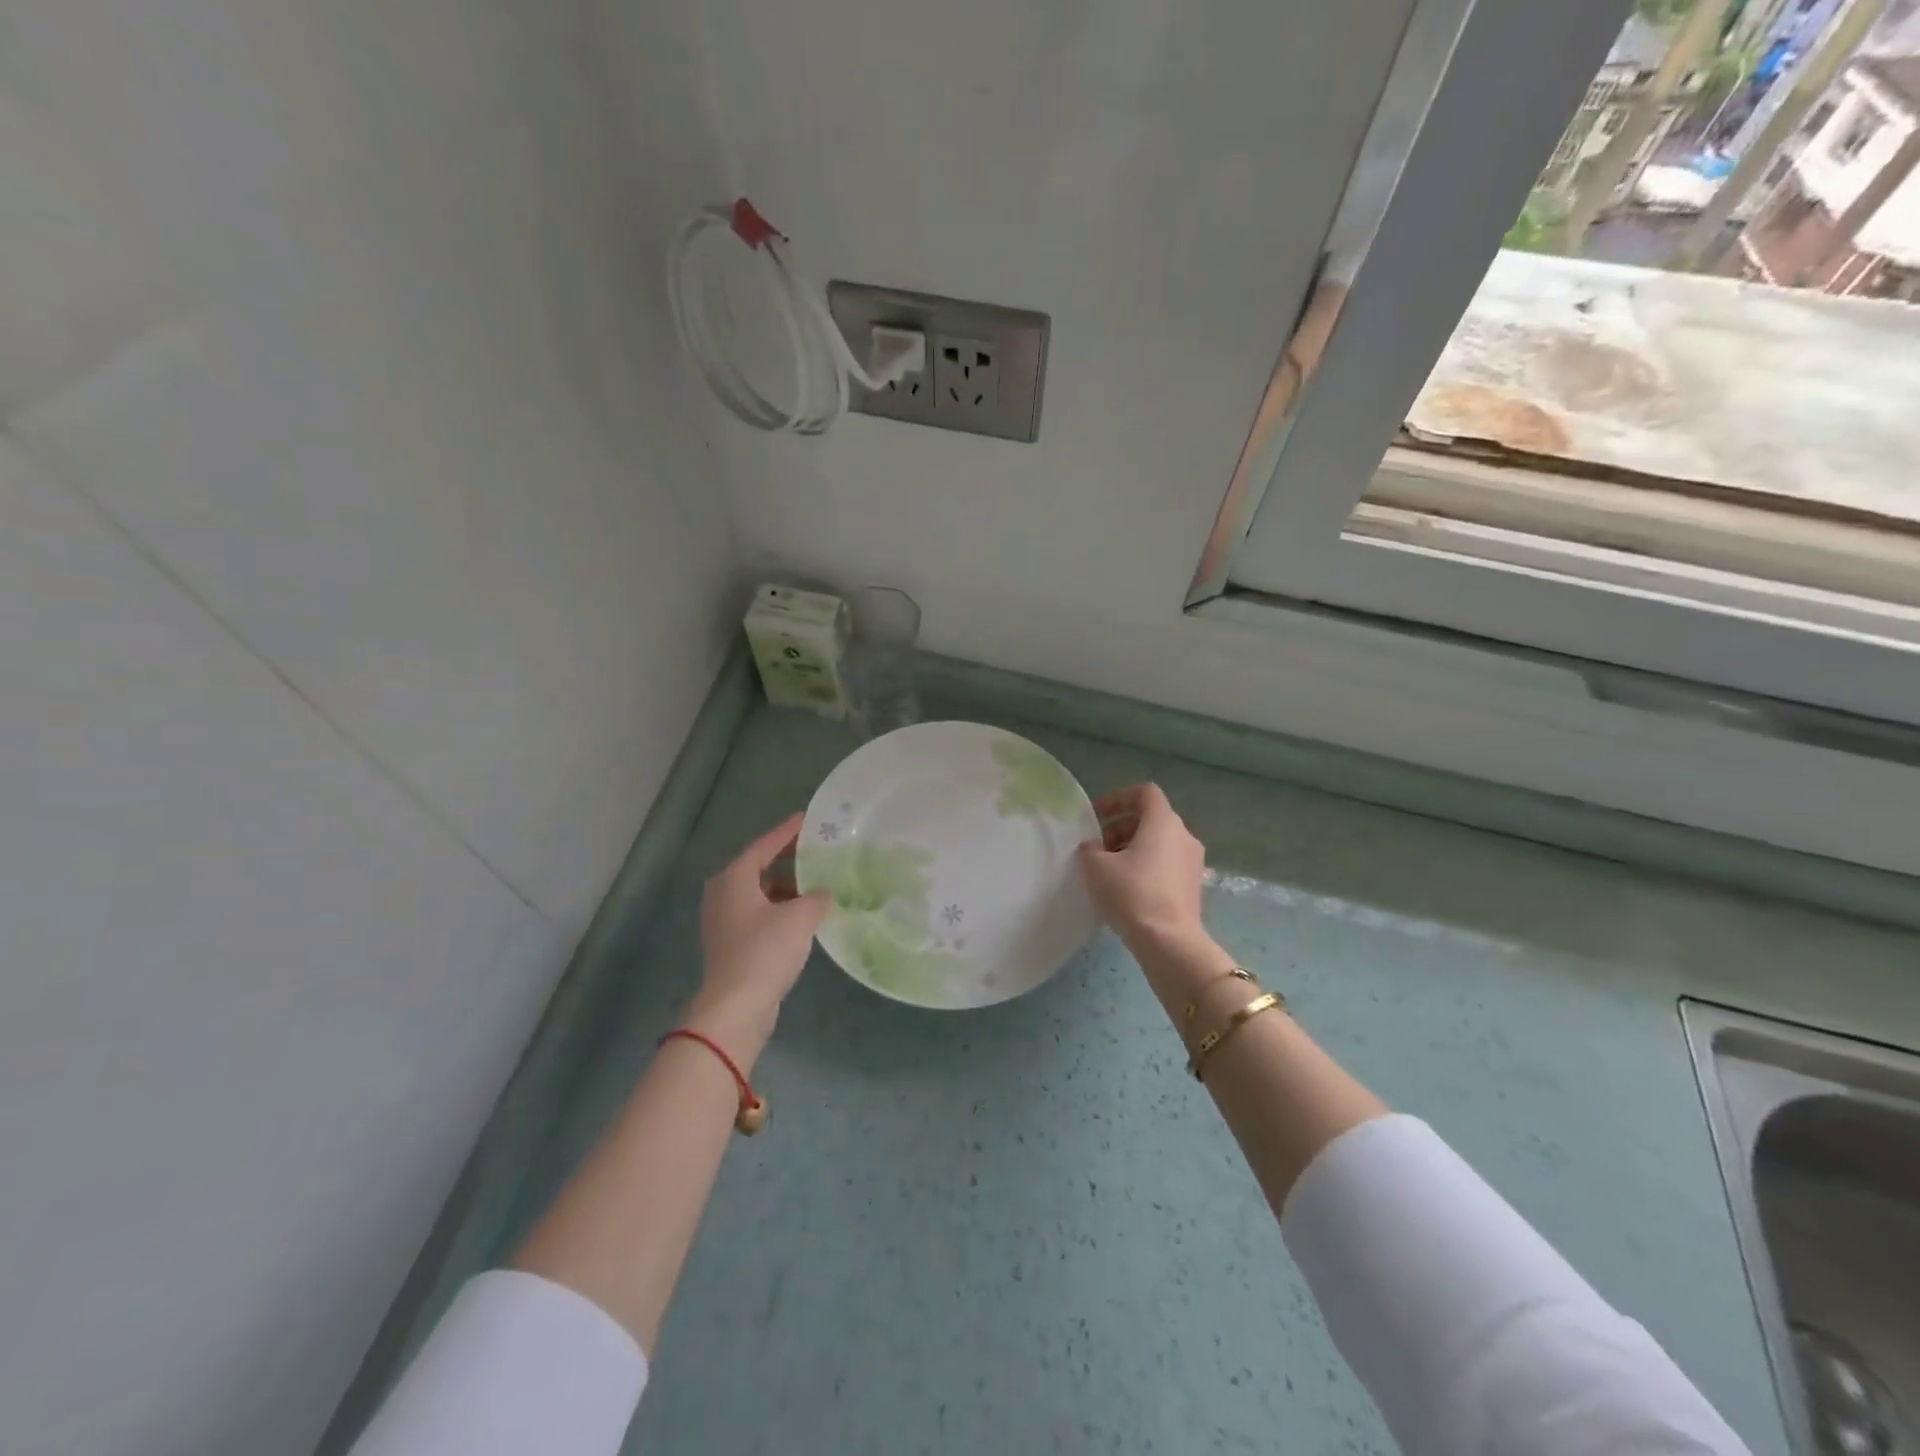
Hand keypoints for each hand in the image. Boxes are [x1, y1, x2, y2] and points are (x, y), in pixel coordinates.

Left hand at [688, 813, 829, 1066]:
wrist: (736, 1007)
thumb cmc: (765, 951)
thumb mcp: (801, 917)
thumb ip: (817, 896)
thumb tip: (823, 892)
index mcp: (734, 879)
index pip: (764, 845)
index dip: (787, 831)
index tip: (808, 819)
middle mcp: (723, 894)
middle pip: (759, 867)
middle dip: (788, 860)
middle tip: (816, 850)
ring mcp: (723, 921)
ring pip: (760, 894)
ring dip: (786, 888)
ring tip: (817, 884)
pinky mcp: (730, 945)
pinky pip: (759, 915)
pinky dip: (780, 910)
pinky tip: (804, 917)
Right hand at [1078, 784, 1210, 955]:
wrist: (1169, 941)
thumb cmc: (1131, 893)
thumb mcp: (1096, 866)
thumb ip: (1090, 847)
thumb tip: (1093, 846)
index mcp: (1163, 822)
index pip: (1145, 792)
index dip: (1118, 798)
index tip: (1097, 817)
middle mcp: (1184, 835)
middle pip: (1151, 818)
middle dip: (1121, 826)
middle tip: (1097, 846)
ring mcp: (1192, 861)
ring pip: (1159, 842)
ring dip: (1132, 847)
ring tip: (1108, 869)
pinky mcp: (1193, 885)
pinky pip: (1166, 863)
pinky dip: (1146, 865)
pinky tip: (1126, 888)